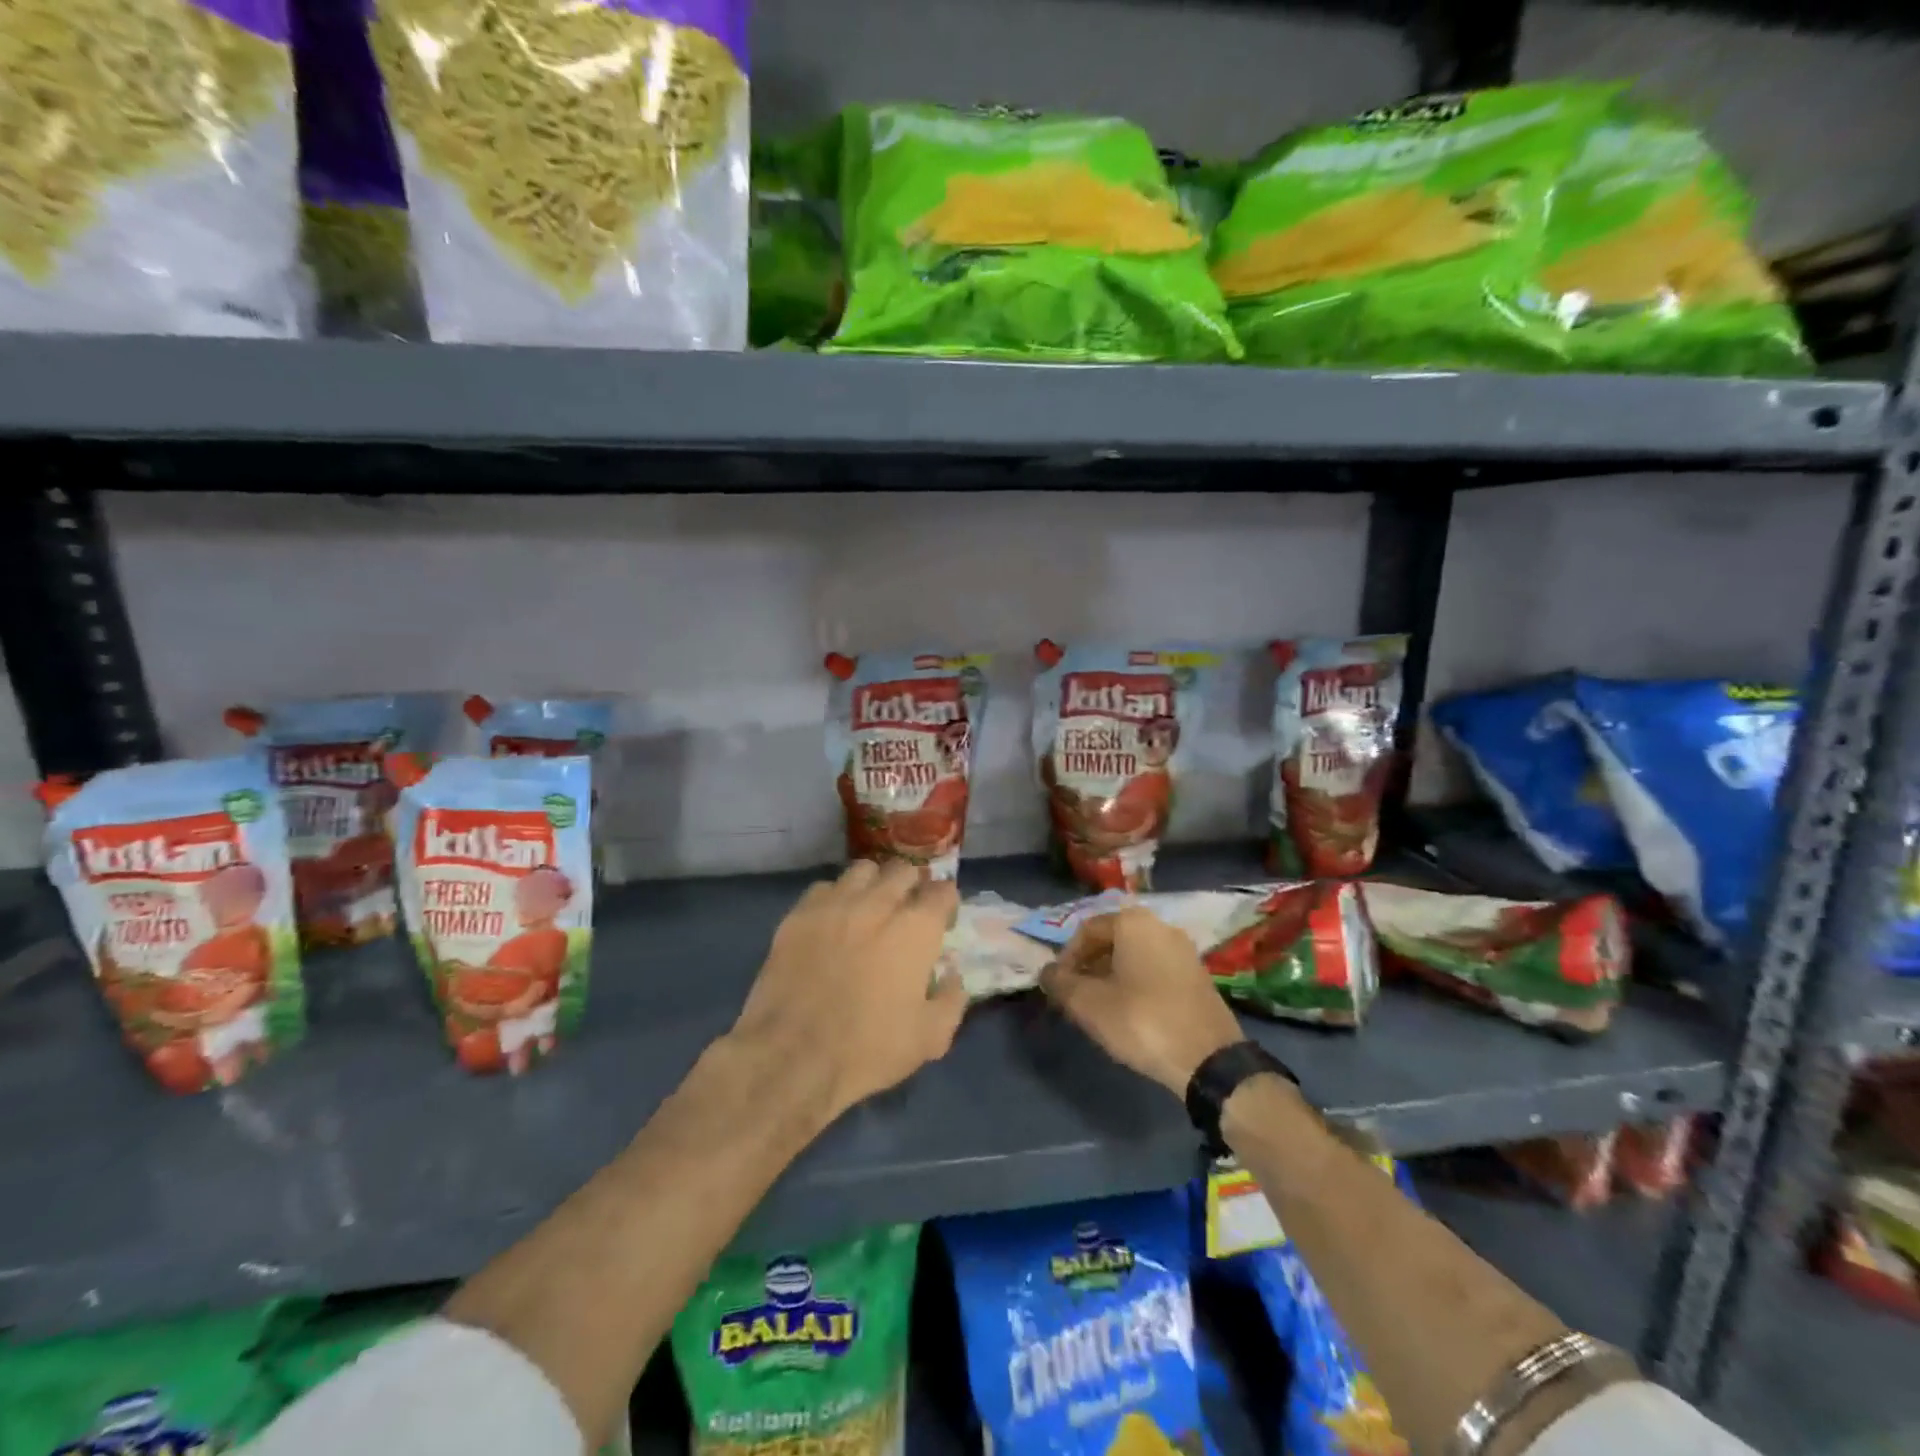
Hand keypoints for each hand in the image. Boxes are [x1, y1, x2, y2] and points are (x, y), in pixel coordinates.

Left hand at [728, 859, 966, 1121]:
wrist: (792, 1057)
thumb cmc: (869, 1049)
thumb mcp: (931, 1038)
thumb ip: (951, 999)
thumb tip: (952, 975)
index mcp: (916, 928)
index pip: (943, 891)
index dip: (946, 903)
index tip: (943, 920)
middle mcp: (878, 903)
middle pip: (903, 870)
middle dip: (912, 886)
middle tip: (907, 912)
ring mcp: (835, 904)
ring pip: (863, 870)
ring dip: (874, 884)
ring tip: (870, 908)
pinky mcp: (798, 914)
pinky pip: (824, 888)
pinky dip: (835, 898)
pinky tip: (832, 922)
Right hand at [1042, 908, 1243, 1095]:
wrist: (1209, 1059)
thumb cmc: (1142, 1020)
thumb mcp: (1089, 1004)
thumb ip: (1060, 983)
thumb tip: (1046, 972)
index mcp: (1133, 923)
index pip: (1086, 930)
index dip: (1066, 958)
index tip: (1058, 987)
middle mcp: (1161, 926)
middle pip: (1111, 940)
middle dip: (1088, 967)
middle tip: (1075, 997)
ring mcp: (1184, 950)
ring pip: (1133, 956)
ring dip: (1110, 977)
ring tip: (1099, 1008)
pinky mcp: (1197, 975)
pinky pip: (1155, 969)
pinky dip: (1136, 983)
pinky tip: (1130, 1013)